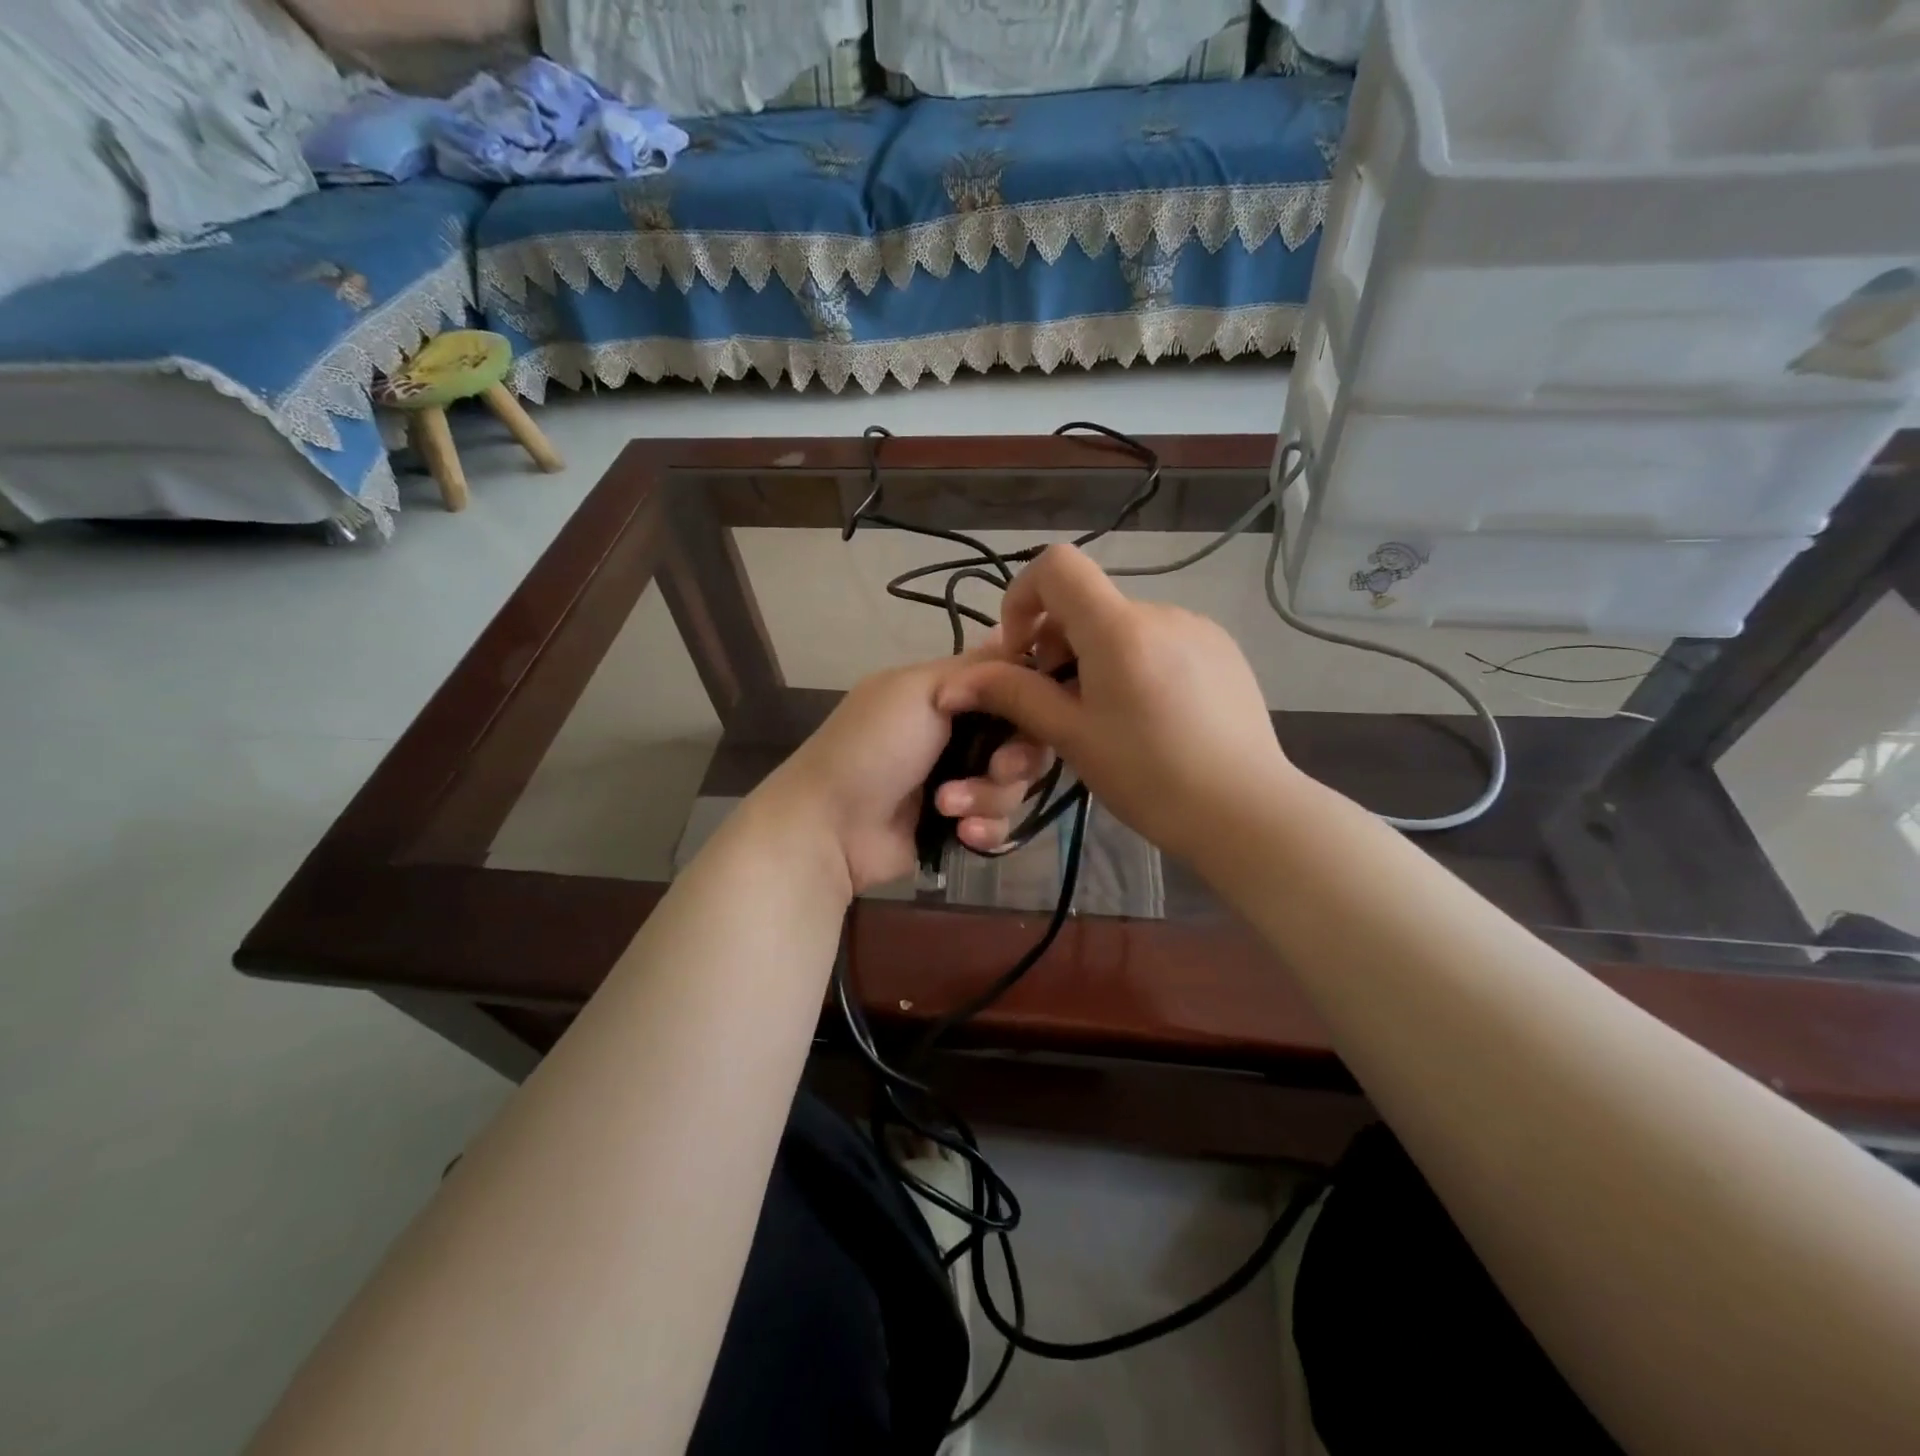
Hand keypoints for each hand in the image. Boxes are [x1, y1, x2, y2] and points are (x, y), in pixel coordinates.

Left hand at [762, 639, 1054, 893]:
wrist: (832, 825)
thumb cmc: (874, 746)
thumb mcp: (920, 689)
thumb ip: (976, 669)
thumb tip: (1011, 633)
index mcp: (950, 695)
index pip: (1014, 690)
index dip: (1032, 703)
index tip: (1036, 713)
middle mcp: (960, 734)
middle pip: (1024, 743)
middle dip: (1014, 760)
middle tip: (996, 767)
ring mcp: (961, 781)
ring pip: (1015, 787)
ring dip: (988, 796)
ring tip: (947, 805)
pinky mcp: (960, 824)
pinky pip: (999, 825)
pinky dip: (984, 828)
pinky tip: (960, 832)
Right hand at [937, 544, 1296, 866]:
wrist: (1246, 812)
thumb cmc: (1149, 776)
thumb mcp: (1072, 736)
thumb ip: (1015, 695)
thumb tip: (955, 683)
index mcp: (1120, 626)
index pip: (1056, 565)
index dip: (1023, 597)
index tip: (1020, 653)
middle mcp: (1161, 612)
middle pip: (1088, 603)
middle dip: (1056, 643)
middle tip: (1056, 704)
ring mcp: (1198, 629)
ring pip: (1123, 627)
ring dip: (1096, 657)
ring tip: (1104, 717)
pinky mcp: (1222, 651)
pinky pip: (1160, 642)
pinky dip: (1136, 664)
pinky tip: (1149, 717)